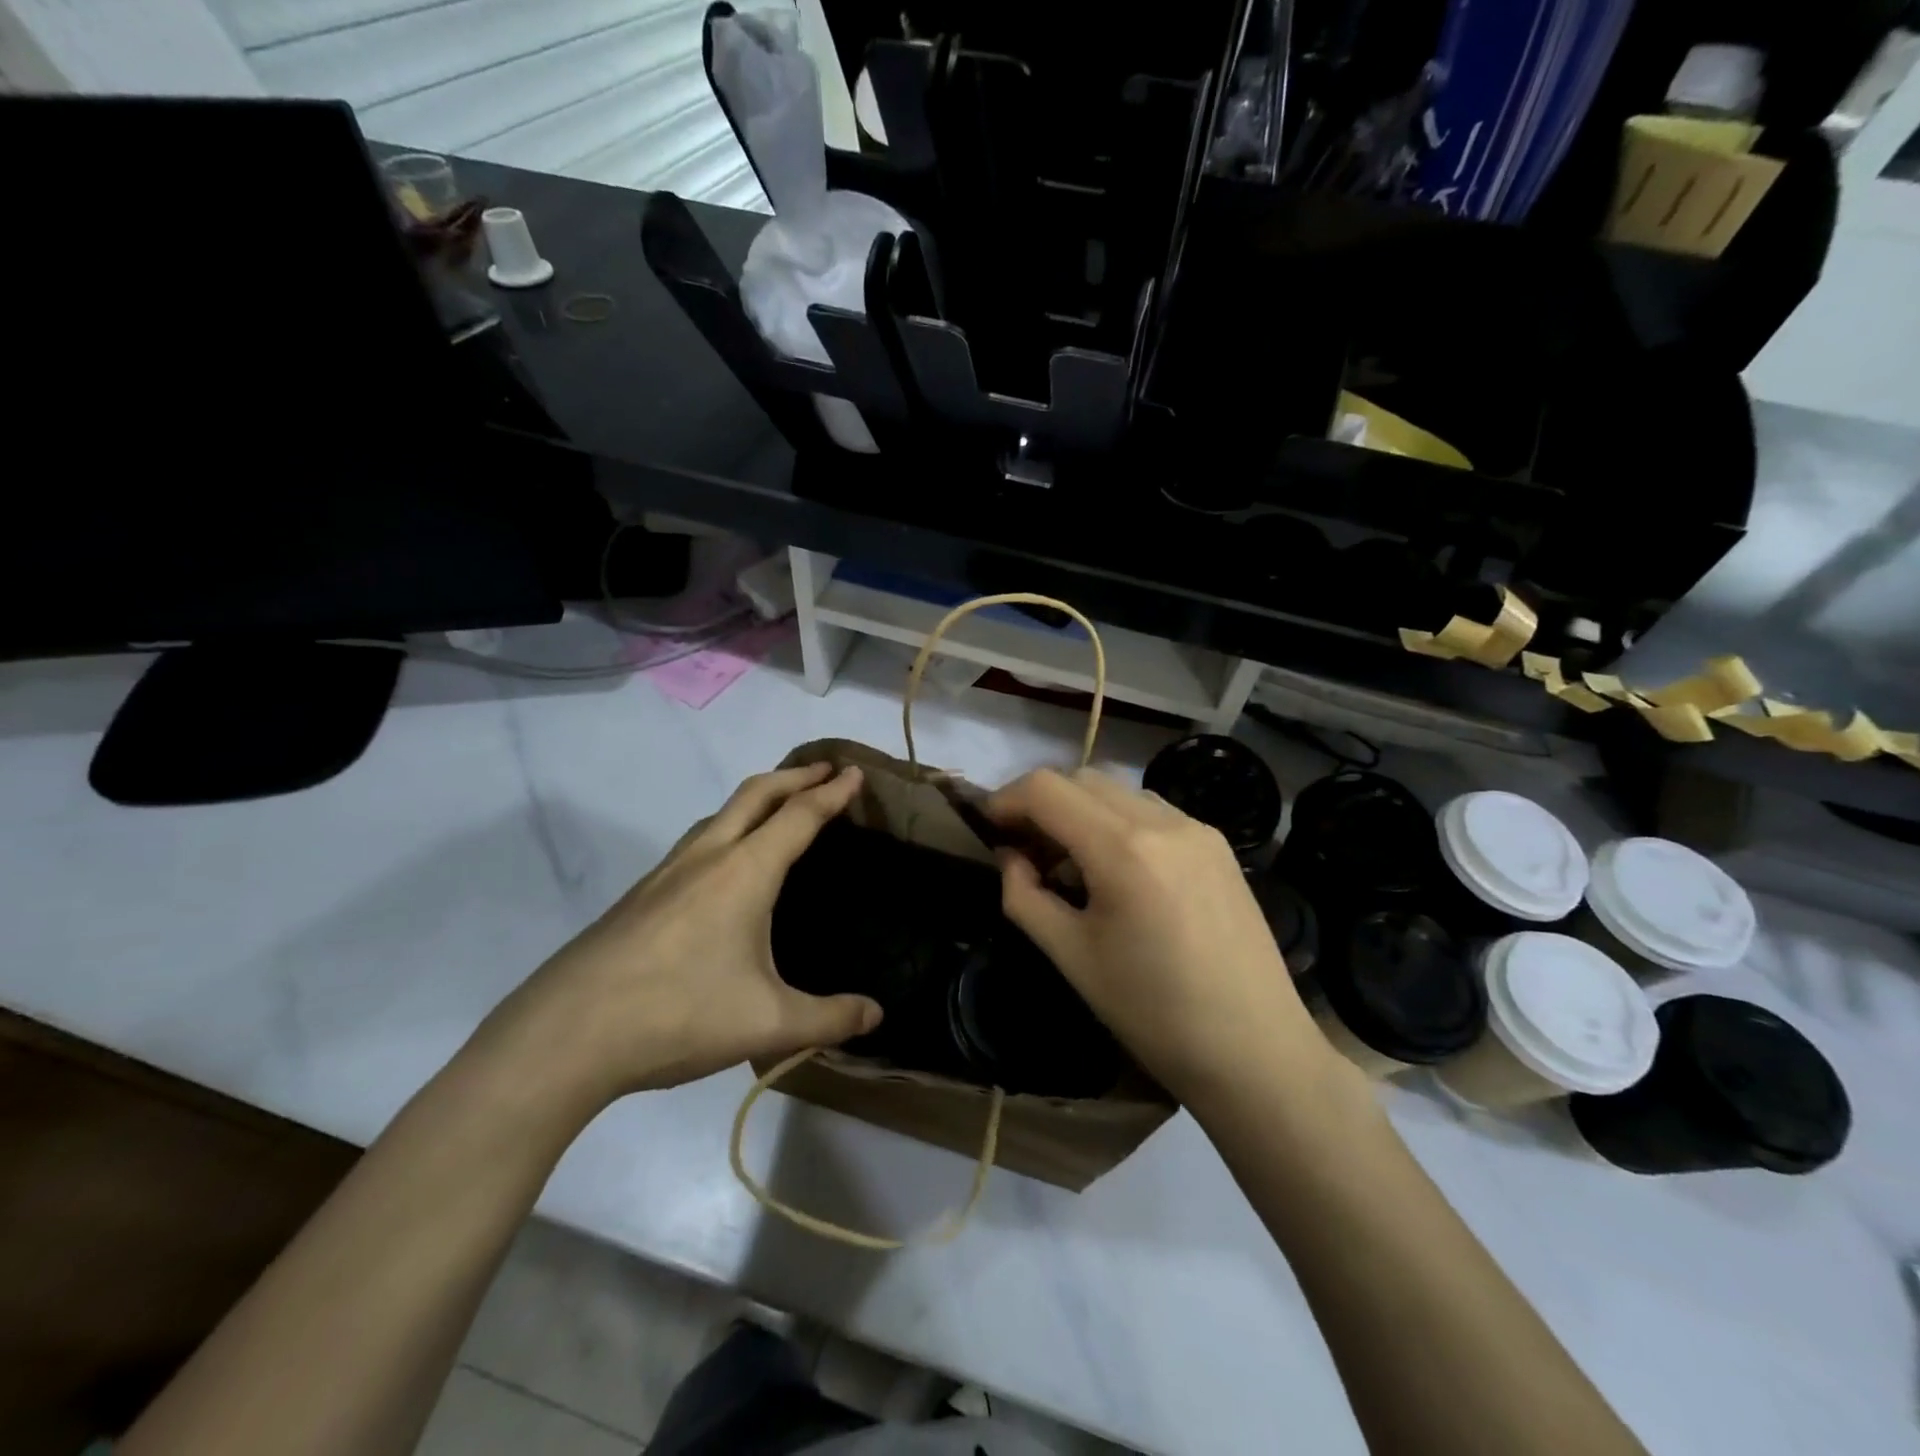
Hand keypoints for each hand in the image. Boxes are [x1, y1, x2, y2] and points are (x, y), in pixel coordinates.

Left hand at [491, 762, 881, 1102]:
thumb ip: (829, 1017)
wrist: (564, 1035)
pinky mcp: (639, 896)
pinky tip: (722, 866)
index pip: (799, 816)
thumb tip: (877, 1015)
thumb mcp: (768, 1023)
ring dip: (757, 798)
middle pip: (756, 794)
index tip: (855, 772)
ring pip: (719, 814)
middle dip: (794, 776)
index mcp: (744, 872)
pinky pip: (695, 841)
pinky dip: (726, 828)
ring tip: (778, 808)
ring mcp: (666, 873)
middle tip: (825, 770)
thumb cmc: (678, 1014)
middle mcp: (706, 857)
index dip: (832, 792)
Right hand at [986, 768, 1343, 1109]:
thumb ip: (1024, 896)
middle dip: (1041, 802)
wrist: (1256, 1052)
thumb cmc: (1153, 1013)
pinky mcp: (1219, 844)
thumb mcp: (1071, 957)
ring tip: (1070, 863)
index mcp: (1123, 849)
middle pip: (1081, 778)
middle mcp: (1163, 821)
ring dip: (1080, 810)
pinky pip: (1152, 811)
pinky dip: (1118, 823)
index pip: (1046, 789)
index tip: (988, 828)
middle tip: (1023, 848)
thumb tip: (1010, 856)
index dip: (1006, 799)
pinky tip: (1117, 870)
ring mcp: (1197, 828)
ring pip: (1118, 791)